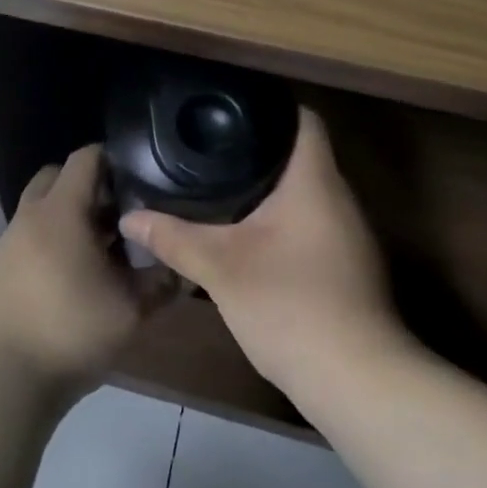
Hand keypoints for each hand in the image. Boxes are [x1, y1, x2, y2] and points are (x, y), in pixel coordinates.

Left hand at [0, 145, 169, 397]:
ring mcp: (7, 243)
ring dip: (67, 218)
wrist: (1, 380)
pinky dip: (48, 244)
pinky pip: (26, 240)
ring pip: (39, 210)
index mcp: (61, 211)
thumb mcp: (130, 311)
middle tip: (116, 215)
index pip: (85, 158)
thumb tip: (180, 268)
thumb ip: (160, 283)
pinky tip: (67, 281)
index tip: (138, 180)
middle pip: (57, 177)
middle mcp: (30, 217)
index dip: (114, 160)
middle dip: (87, 186)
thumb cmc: (70, 332)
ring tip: (97, 253)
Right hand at [118, 109, 401, 398]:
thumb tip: (129, 218)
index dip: (269, 106)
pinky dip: (283, 220)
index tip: (230, 110)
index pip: (303, 119)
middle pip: (302, 155)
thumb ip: (174, 238)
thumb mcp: (221, 269)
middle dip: (259, 149)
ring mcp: (349, 234)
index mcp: (315, 181)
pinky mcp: (348, 266)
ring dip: (271, 188)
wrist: (357, 381)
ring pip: (307, 193)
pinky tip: (250, 234)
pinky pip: (312, 223)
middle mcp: (339, 198)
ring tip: (222, 183)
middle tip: (210, 147)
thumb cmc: (290, 305)